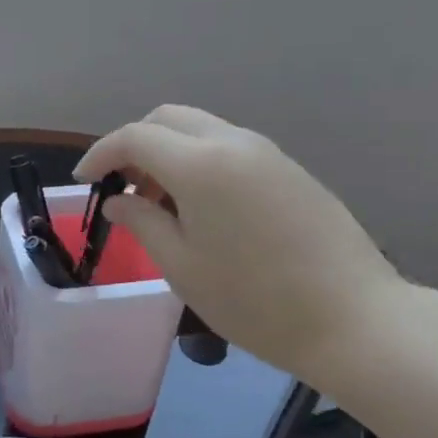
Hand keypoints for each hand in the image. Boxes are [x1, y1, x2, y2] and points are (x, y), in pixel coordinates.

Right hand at [77, 105, 407, 377]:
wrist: (353, 318)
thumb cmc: (253, 300)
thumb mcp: (181, 266)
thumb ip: (142, 222)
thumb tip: (118, 201)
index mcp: (201, 164)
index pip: (135, 137)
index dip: (100, 154)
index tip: (83, 181)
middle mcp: (234, 143)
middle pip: (168, 119)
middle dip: (135, 144)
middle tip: (122, 188)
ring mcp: (268, 153)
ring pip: (202, 130)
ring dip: (169, 152)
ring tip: (159, 203)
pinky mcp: (290, 170)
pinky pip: (230, 148)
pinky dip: (200, 162)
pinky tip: (201, 207)